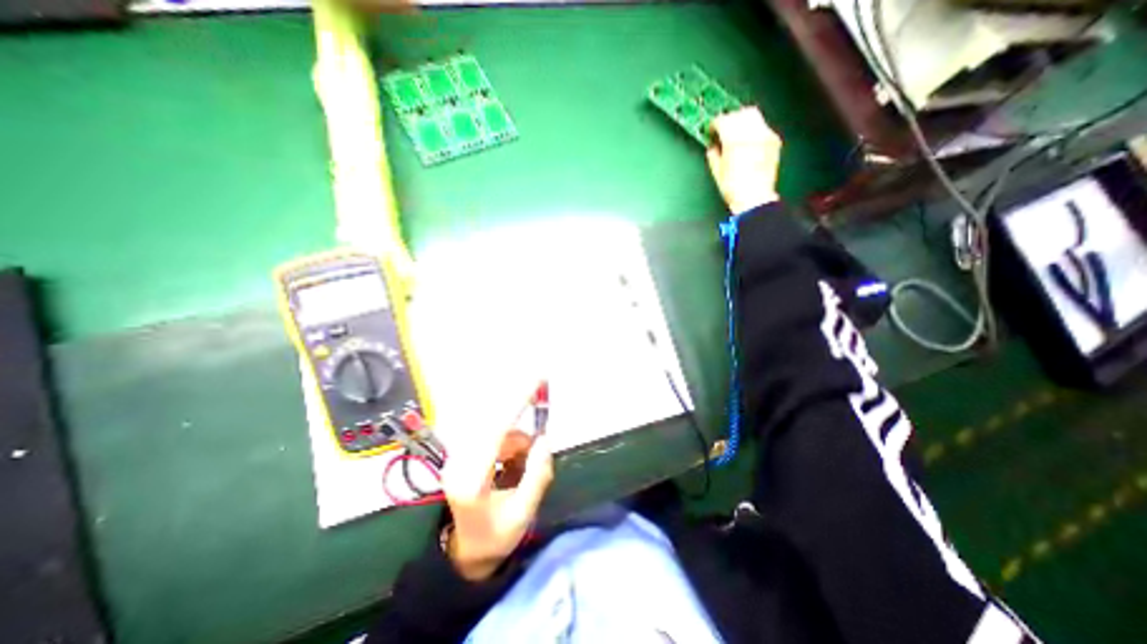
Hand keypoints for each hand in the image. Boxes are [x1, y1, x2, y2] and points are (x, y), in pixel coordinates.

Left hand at [439, 405, 554, 580]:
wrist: (463, 553)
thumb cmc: (495, 538)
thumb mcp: (522, 514)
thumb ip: (536, 475)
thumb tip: (544, 439)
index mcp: (471, 480)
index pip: (496, 430)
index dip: (517, 402)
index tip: (537, 380)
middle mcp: (459, 462)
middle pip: (496, 424)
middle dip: (523, 423)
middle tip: (543, 412)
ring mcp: (458, 456)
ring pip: (498, 430)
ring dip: (518, 442)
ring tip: (524, 468)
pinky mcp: (463, 454)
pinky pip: (494, 436)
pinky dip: (510, 444)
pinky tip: (513, 464)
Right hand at [703, 107, 783, 213]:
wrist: (755, 198)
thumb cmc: (732, 189)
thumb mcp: (717, 172)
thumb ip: (713, 155)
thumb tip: (713, 146)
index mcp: (734, 141)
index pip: (723, 121)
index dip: (714, 124)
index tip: (711, 131)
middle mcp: (751, 133)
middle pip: (740, 113)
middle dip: (729, 119)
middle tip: (723, 129)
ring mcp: (765, 136)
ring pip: (754, 115)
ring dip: (742, 120)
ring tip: (736, 132)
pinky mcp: (774, 141)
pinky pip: (762, 126)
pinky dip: (753, 128)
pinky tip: (748, 140)